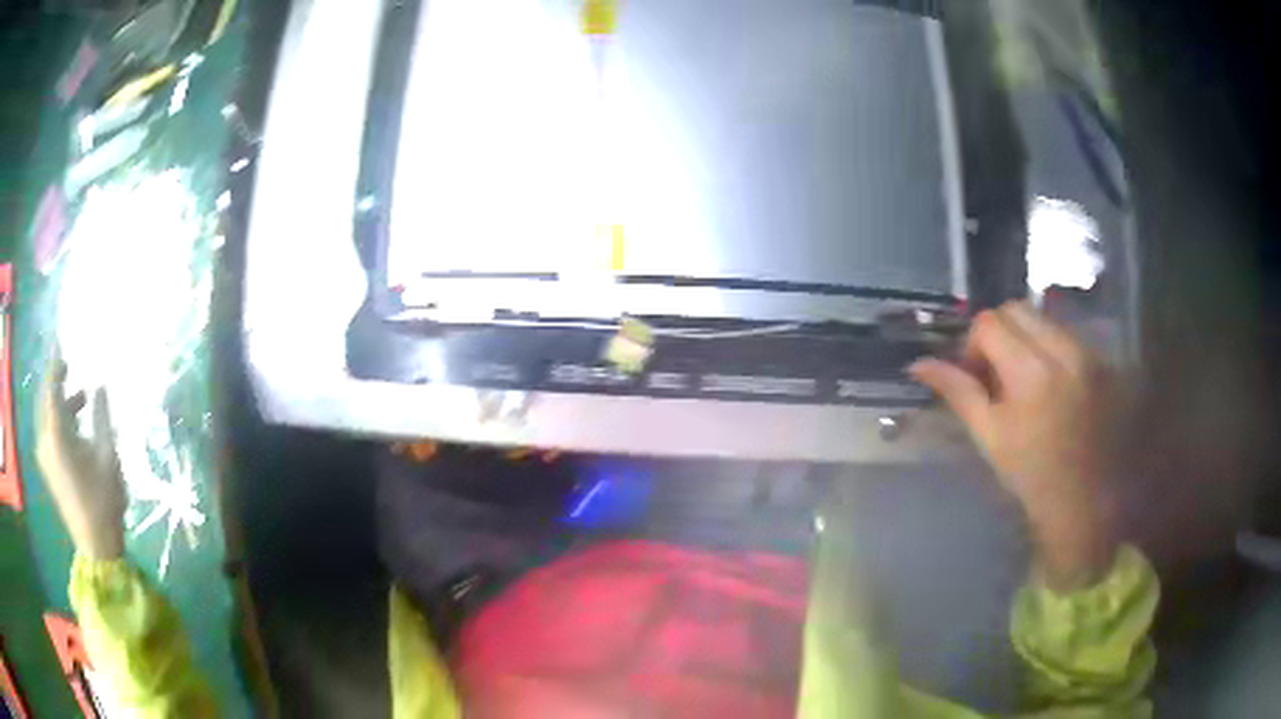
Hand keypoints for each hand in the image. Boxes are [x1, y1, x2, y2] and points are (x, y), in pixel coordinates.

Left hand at [37, 356, 126, 559]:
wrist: (97, 547)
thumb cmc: (103, 501)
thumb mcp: (108, 456)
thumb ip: (102, 416)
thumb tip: (100, 386)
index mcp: (56, 434)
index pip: (52, 386)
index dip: (56, 363)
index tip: (62, 343)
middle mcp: (45, 440)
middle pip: (45, 399)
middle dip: (56, 382)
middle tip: (70, 368)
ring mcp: (44, 457)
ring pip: (46, 416)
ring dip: (60, 403)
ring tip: (81, 401)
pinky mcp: (48, 469)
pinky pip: (47, 432)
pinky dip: (57, 421)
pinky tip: (75, 427)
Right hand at [910, 301, 1116, 591]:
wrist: (1085, 502)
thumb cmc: (1031, 476)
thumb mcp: (990, 437)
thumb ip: (959, 392)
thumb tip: (919, 364)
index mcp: (1031, 372)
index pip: (990, 323)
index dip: (973, 344)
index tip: (976, 376)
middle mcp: (1064, 351)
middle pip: (1018, 309)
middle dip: (1000, 333)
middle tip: (998, 373)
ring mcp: (1088, 354)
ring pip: (1044, 319)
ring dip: (1027, 340)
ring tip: (1027, 381)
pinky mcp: (1103, 362)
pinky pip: (1067, 336)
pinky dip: (1051, 350)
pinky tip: (1053, 388)